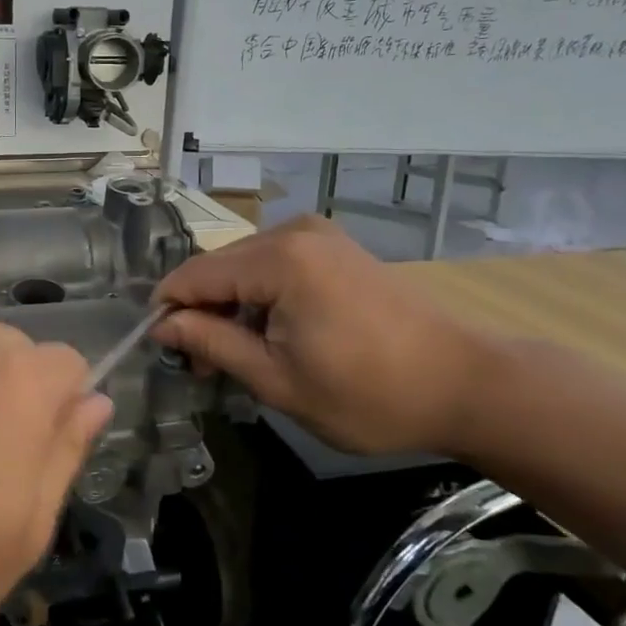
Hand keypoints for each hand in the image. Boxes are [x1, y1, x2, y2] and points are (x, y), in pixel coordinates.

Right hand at [152, 216, 495, 455]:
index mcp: (279, 259)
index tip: (162, 352)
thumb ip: (212, 343)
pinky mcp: (334, 247)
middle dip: (201, 311)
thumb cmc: (368, 393)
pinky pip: (275, 264)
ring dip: (230, 306)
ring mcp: (319, 235)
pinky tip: (270, 333)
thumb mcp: (277, 379)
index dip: (168, 311)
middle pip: (218, 266)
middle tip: (201, 366)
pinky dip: (260, 296)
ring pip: (245, 265)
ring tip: (236, 356)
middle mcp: (294, 232)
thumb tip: (162, 326)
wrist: (463, 384)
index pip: (193, 275)